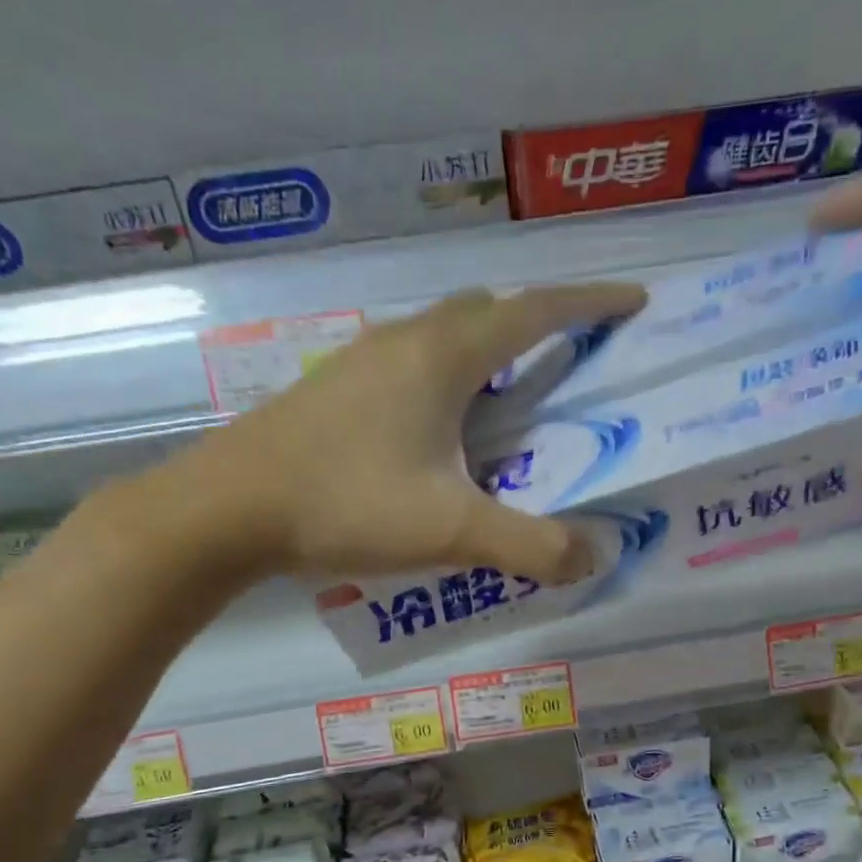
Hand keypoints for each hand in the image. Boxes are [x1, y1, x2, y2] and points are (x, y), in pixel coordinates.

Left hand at [146, 283, 644, 584]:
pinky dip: (448, 382)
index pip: (536, 312)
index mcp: (444, 356)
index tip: (634, 303)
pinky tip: (443, 434)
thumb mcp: (451, 531)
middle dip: (538, 327)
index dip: (590, 304)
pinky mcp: (337, 391)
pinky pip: (411, 366)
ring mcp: (362, 362)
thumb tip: (591, 558)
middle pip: (487, 313)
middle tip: (570, 364)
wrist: (228, 510)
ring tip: (511, 405)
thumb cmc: (346, 503)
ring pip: (444, 337)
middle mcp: (405, 342)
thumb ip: (530, 546)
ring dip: (488, 355)